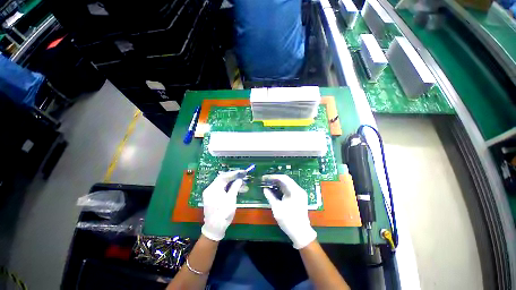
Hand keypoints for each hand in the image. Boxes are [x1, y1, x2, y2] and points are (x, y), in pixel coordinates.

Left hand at [201, 170, 244, 240]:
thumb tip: (240, 179)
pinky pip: (222, 189)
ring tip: (243, 184)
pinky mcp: (213, 197)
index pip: (223, 176)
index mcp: (213, 189)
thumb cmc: (223, 214)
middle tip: (243, 176)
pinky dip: (230, 188)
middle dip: (234, 177)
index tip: (242, 172)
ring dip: (233, 183)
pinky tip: (237, 189)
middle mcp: (210, 189)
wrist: (214, 229)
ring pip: (223, 184)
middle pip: (223, 179)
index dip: (234, 173)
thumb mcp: (231, 200)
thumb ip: (235, 187)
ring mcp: (211, 193)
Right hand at [262, 175, 316, 248]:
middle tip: (265, 180)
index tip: (265, 177)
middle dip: (275, 179)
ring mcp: (299, 194)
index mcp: (295, 191)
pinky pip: (288, 189)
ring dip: (278, 183)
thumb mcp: (277, 208)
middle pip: (286, 180)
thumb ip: (270, 196)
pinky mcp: (298, 197)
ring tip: (268, 183)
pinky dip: (281, 188)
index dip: (274, 176)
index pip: (284, 178)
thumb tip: (265, 189)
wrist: (300, 233)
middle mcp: (298, 190)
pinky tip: (274, 189)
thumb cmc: (288, 220)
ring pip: (287, 184)